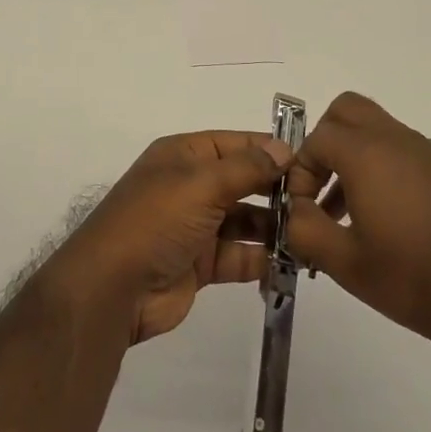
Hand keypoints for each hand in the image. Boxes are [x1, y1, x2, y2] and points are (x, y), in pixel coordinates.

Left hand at [43, 131, 289, 344]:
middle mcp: (189, 186)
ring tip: (310, 233)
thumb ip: (246, 167)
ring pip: (243, 220)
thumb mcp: (201, 183)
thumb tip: (284, 149)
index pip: (233, 143)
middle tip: (317, 201)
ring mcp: (194, 226)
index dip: (267, 149)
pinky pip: (238, 255)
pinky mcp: (200, 264)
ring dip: (272, 226)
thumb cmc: (156, 220)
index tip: (307, 160)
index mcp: (182, 155)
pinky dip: (261, 258)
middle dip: (274, 190)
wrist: (113, 287)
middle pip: (240, 181)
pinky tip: (291, 261)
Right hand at [285, 93, 430, 385]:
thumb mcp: (346, 264)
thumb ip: (304, 229)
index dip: (301, 171)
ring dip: (359, 160)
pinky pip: (413, 156)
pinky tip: (404, 228)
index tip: (305, 209)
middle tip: (324, 187)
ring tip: (358, 219)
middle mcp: (401, 141)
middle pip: (350, 111)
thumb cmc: (417, 280)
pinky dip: (393, 174)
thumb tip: (294, 210)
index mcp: (368, 153)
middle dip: (327, 141)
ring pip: (383, 134)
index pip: (317, 138)